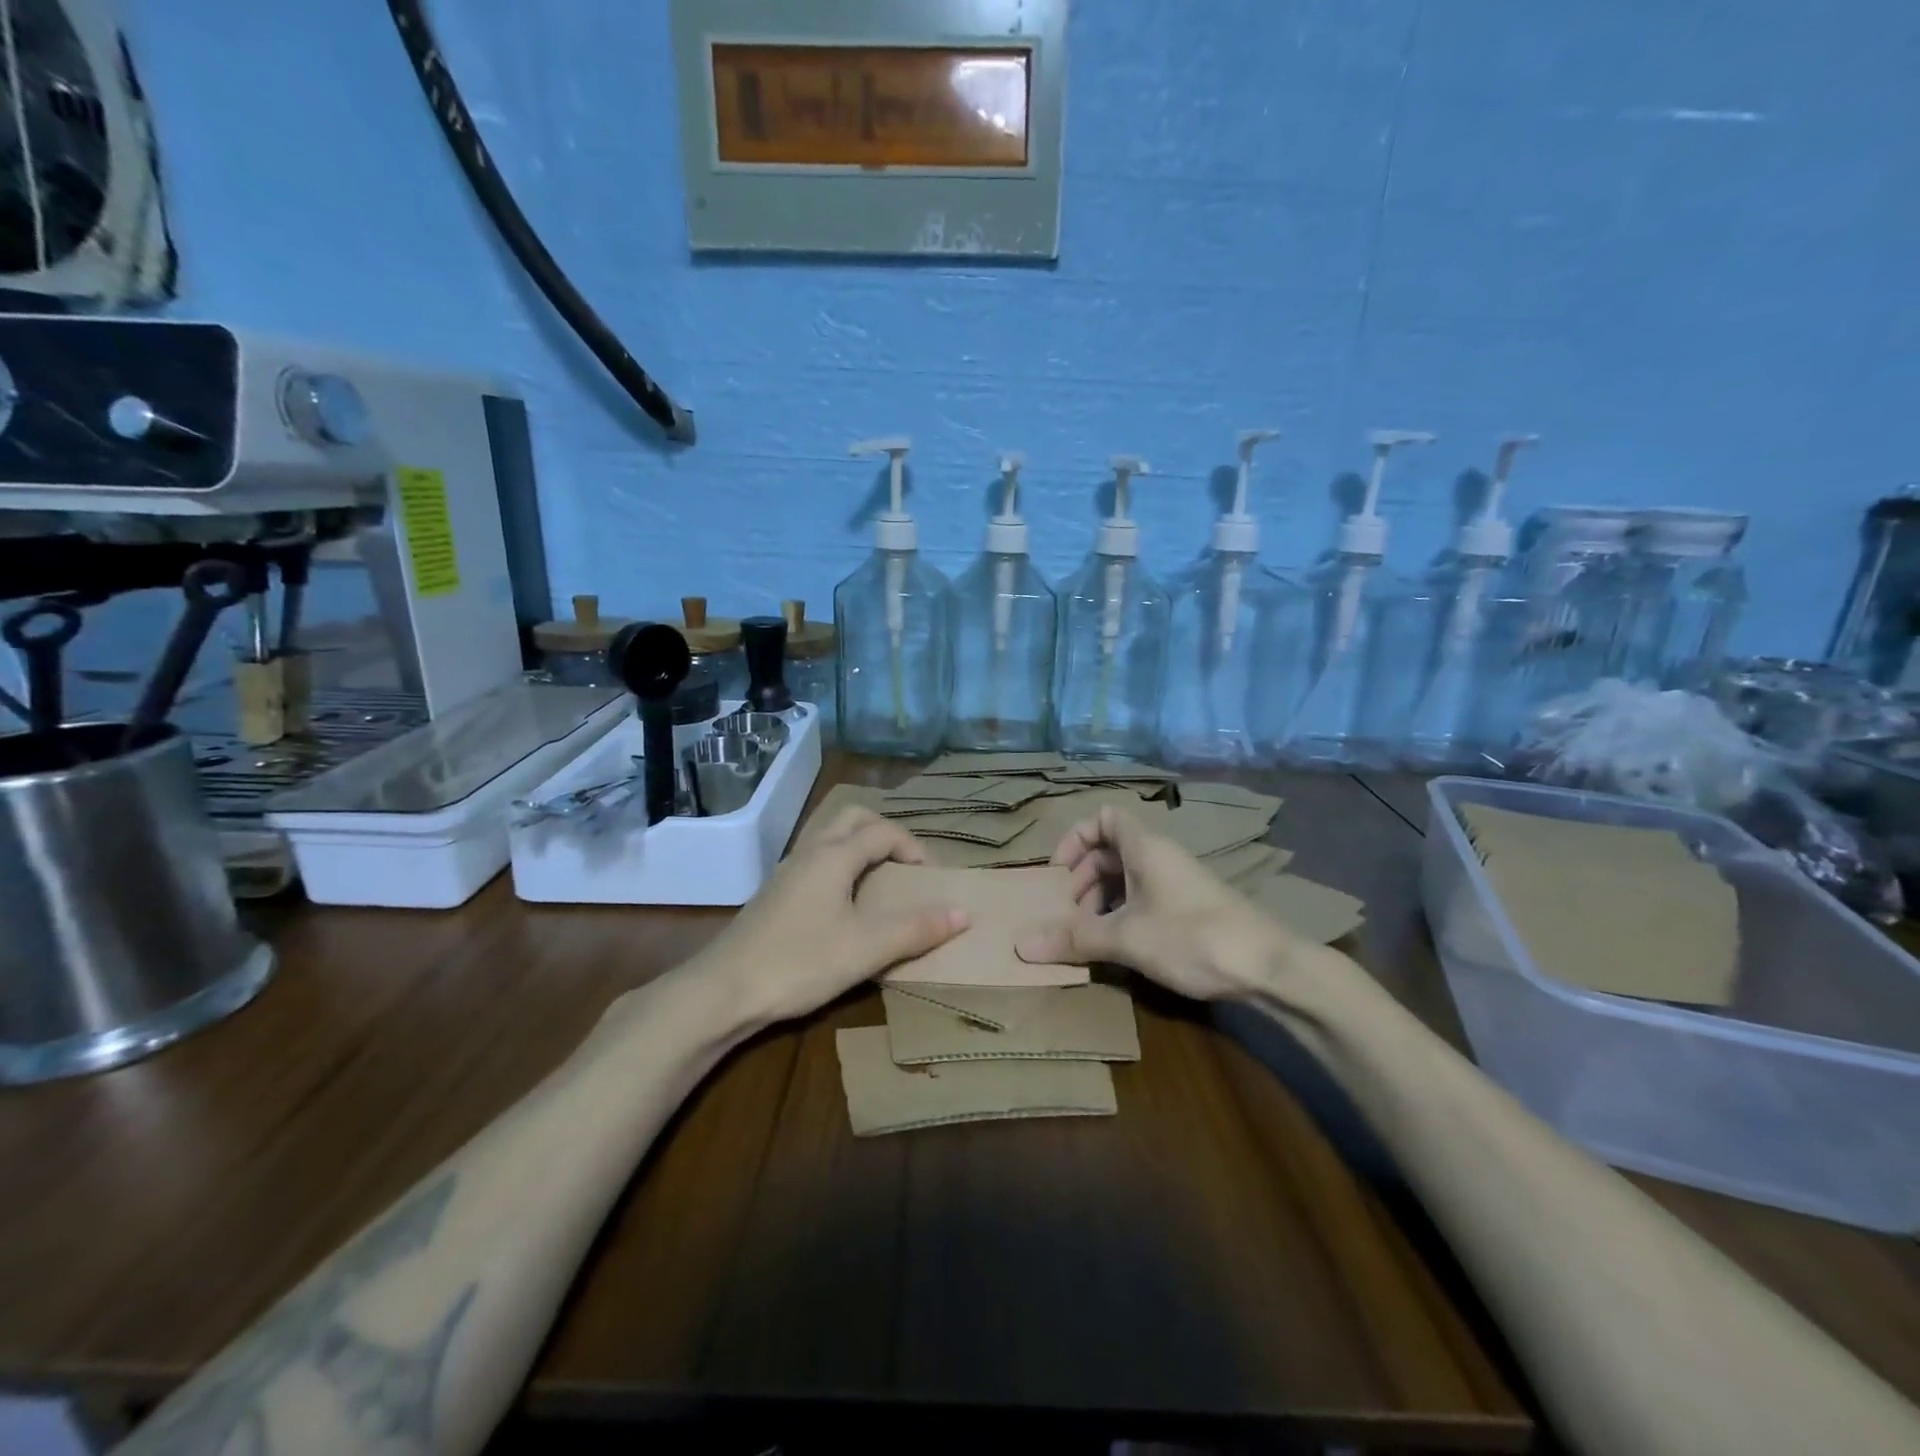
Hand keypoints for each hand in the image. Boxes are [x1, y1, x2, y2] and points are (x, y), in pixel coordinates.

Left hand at [691, 806, 967, 1025]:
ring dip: (859, 844)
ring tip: (878, 878)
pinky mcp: (774, 892)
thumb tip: (964, 913)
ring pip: (829, 835)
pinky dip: (839, 862)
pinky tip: (843, 901)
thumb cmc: (799, 963)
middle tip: (905, 866)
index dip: (913, 847)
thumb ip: (916, 930)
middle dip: (885, 832)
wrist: (723, 990)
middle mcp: (810, 852)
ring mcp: (787, 870)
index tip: (930, 879)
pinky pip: (815, 857)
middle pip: (852, 817)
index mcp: (834, 855)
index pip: (882, 831)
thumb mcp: (866, 949)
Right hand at [1015, 806, 1293, 1000]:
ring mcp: (1179, 881)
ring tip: (1091, 933)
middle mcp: (1161, 855)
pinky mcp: (1192, 907)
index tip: (1059, 874)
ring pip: (1129, 875)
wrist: (1270, 966)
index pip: (1103, 817)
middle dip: (1083, 877)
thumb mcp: (1126, 938)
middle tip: (1070, 911)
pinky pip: (1146, 896)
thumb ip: (1074, 939)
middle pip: (1111, 849)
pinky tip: (1121, 945)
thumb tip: (1021, 946)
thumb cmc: (1192, 937)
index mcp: (1145, 846)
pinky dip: (1125, 912)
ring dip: (1103, 898)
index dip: (1076, 838)